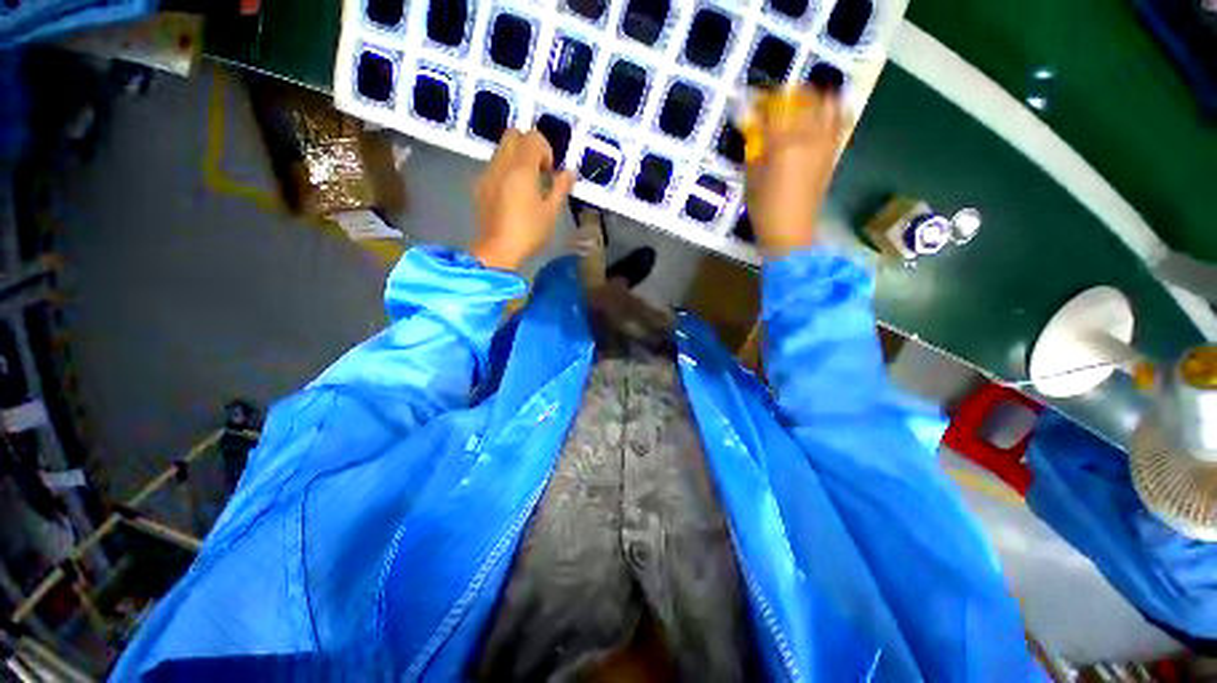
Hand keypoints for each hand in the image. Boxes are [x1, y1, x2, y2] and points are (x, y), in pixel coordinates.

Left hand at [471, 129, 575, 271]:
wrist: (497, 250)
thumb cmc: (529, 232)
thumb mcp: (551, 212)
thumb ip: (561, 187)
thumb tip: (570, 172)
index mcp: (522, 167)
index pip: (534, 137)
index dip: (546, 151)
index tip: (550, 174)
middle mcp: (502, 163)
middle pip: (514, 134)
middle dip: (529, 147)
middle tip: (539, 173)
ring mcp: (488, 173)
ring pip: (502, 149)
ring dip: (517, 158)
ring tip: (527, 186)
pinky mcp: (480, 185)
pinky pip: (494, 166)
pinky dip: (506, 171)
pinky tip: (512, 196)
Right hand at [743, 87, 844, 258]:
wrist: (790, 230)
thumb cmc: (764, 207)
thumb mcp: (752, 175)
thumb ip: (754, 144)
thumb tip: (751, 120)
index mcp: (784, 143)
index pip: (775, 106)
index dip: (763, 99)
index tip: (753, 101)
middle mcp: (810, 136)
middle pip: (805, 98)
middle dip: (789, 94)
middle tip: (775, 104)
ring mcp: (826, 143)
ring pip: (828, 103)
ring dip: (813, 98)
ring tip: (799, 107)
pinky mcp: (833, 152)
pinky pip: (839, 120)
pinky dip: (830, 111)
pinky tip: (819, 115)